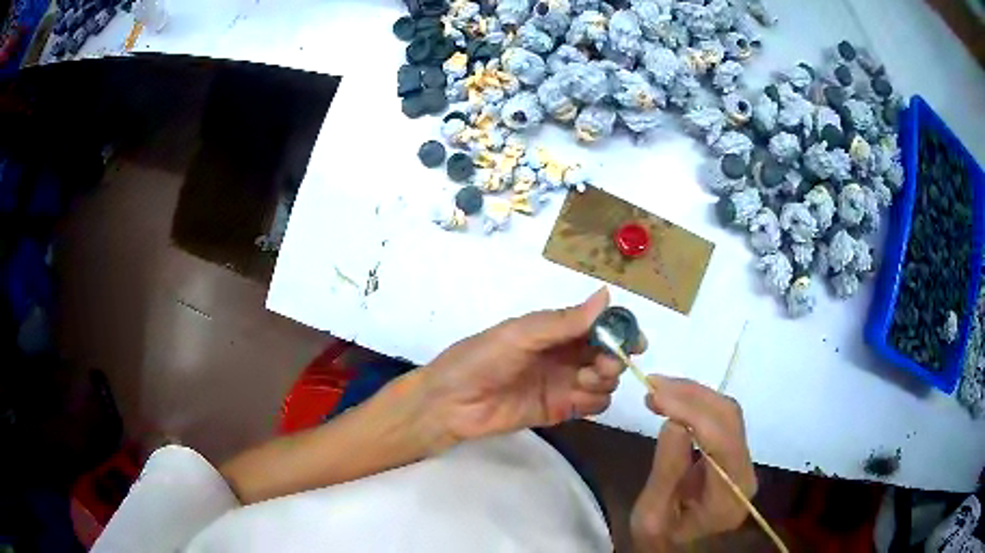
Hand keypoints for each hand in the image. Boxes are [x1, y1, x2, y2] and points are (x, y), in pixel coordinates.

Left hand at [421, 288, 645, 442]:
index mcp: (556, 330)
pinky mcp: (561, 410)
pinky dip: (594, 402)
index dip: (620, 330)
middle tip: (603, 365)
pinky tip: (577, 399)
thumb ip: (564, 321)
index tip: (634, 340)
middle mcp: (565, 355)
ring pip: (605, 381)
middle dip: (615, 358)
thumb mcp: (520, 334)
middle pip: (608, 354)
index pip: (599, 325)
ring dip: (604, 380)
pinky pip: (593, 405)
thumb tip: (606, 295)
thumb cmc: (480, 359)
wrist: (451, 403)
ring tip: (582, 383)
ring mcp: (564, 383)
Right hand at [630, 376, 756, 550]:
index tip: (656, 395)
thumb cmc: (660, 539)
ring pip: (727, 413)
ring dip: (694, 395)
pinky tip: (674, 400)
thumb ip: (666, 472)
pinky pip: (720, 420)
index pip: (721, 442)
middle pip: (729, 420)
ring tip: (658, 388)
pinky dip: (696, 404)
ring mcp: (742, 462)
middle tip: (654, 385)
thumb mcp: (651, 515)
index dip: (692, 413)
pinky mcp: (734, 454)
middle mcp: (745, 473)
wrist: (675, 549)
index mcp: (729, 497)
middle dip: (692, 396)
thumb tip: (675, 421)